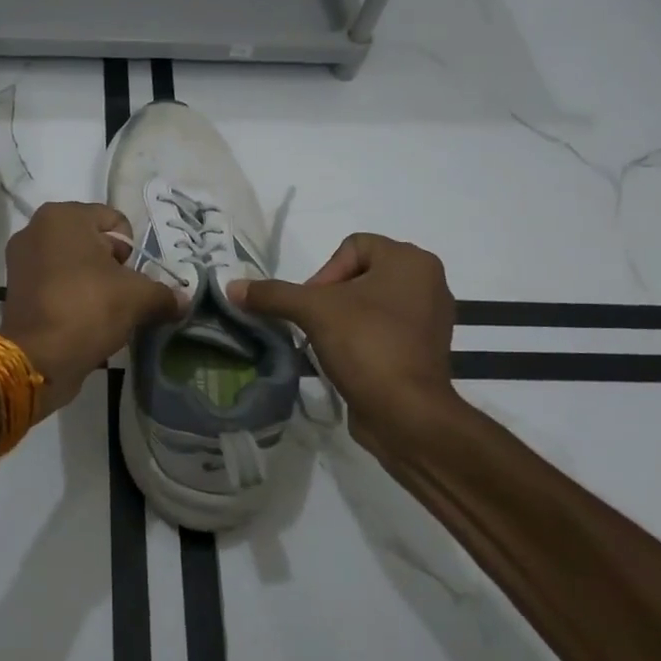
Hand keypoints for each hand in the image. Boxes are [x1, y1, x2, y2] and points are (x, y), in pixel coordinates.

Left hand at [0, 202, 181, 416]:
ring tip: (102, 312)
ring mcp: (21, 259)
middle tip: (119, 297)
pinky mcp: (16, 289)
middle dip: (112, 268)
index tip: (130, 279)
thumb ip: (164, 294)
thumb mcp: (138, 298)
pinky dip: (72, 297)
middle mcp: (36, 229)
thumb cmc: (88, 309)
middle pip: (93, 243)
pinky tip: (82, 321)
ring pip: (75, 265)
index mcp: (63, 216)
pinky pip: (56, 284)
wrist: (38, 358)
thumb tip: (183, 301)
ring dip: (93, 284)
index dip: (131, 252)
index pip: (116, 222)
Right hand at [227, 233, 457, 450]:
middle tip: (316, 324)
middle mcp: (428, 281)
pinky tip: (347, 359)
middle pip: (359, 274)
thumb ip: (272, 294)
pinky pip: (383, 329)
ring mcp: (430, 318)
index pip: (352, 246)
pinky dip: (361, 339)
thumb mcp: (312, 311)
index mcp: (411, 260)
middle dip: (330, 297)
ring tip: (329, 343)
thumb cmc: (367, 344)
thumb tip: (231, 287)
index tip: (314, 306)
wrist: (406, 413)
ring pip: (370, 303)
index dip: (325, 272)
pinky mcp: (424, 349)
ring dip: (343, 319)